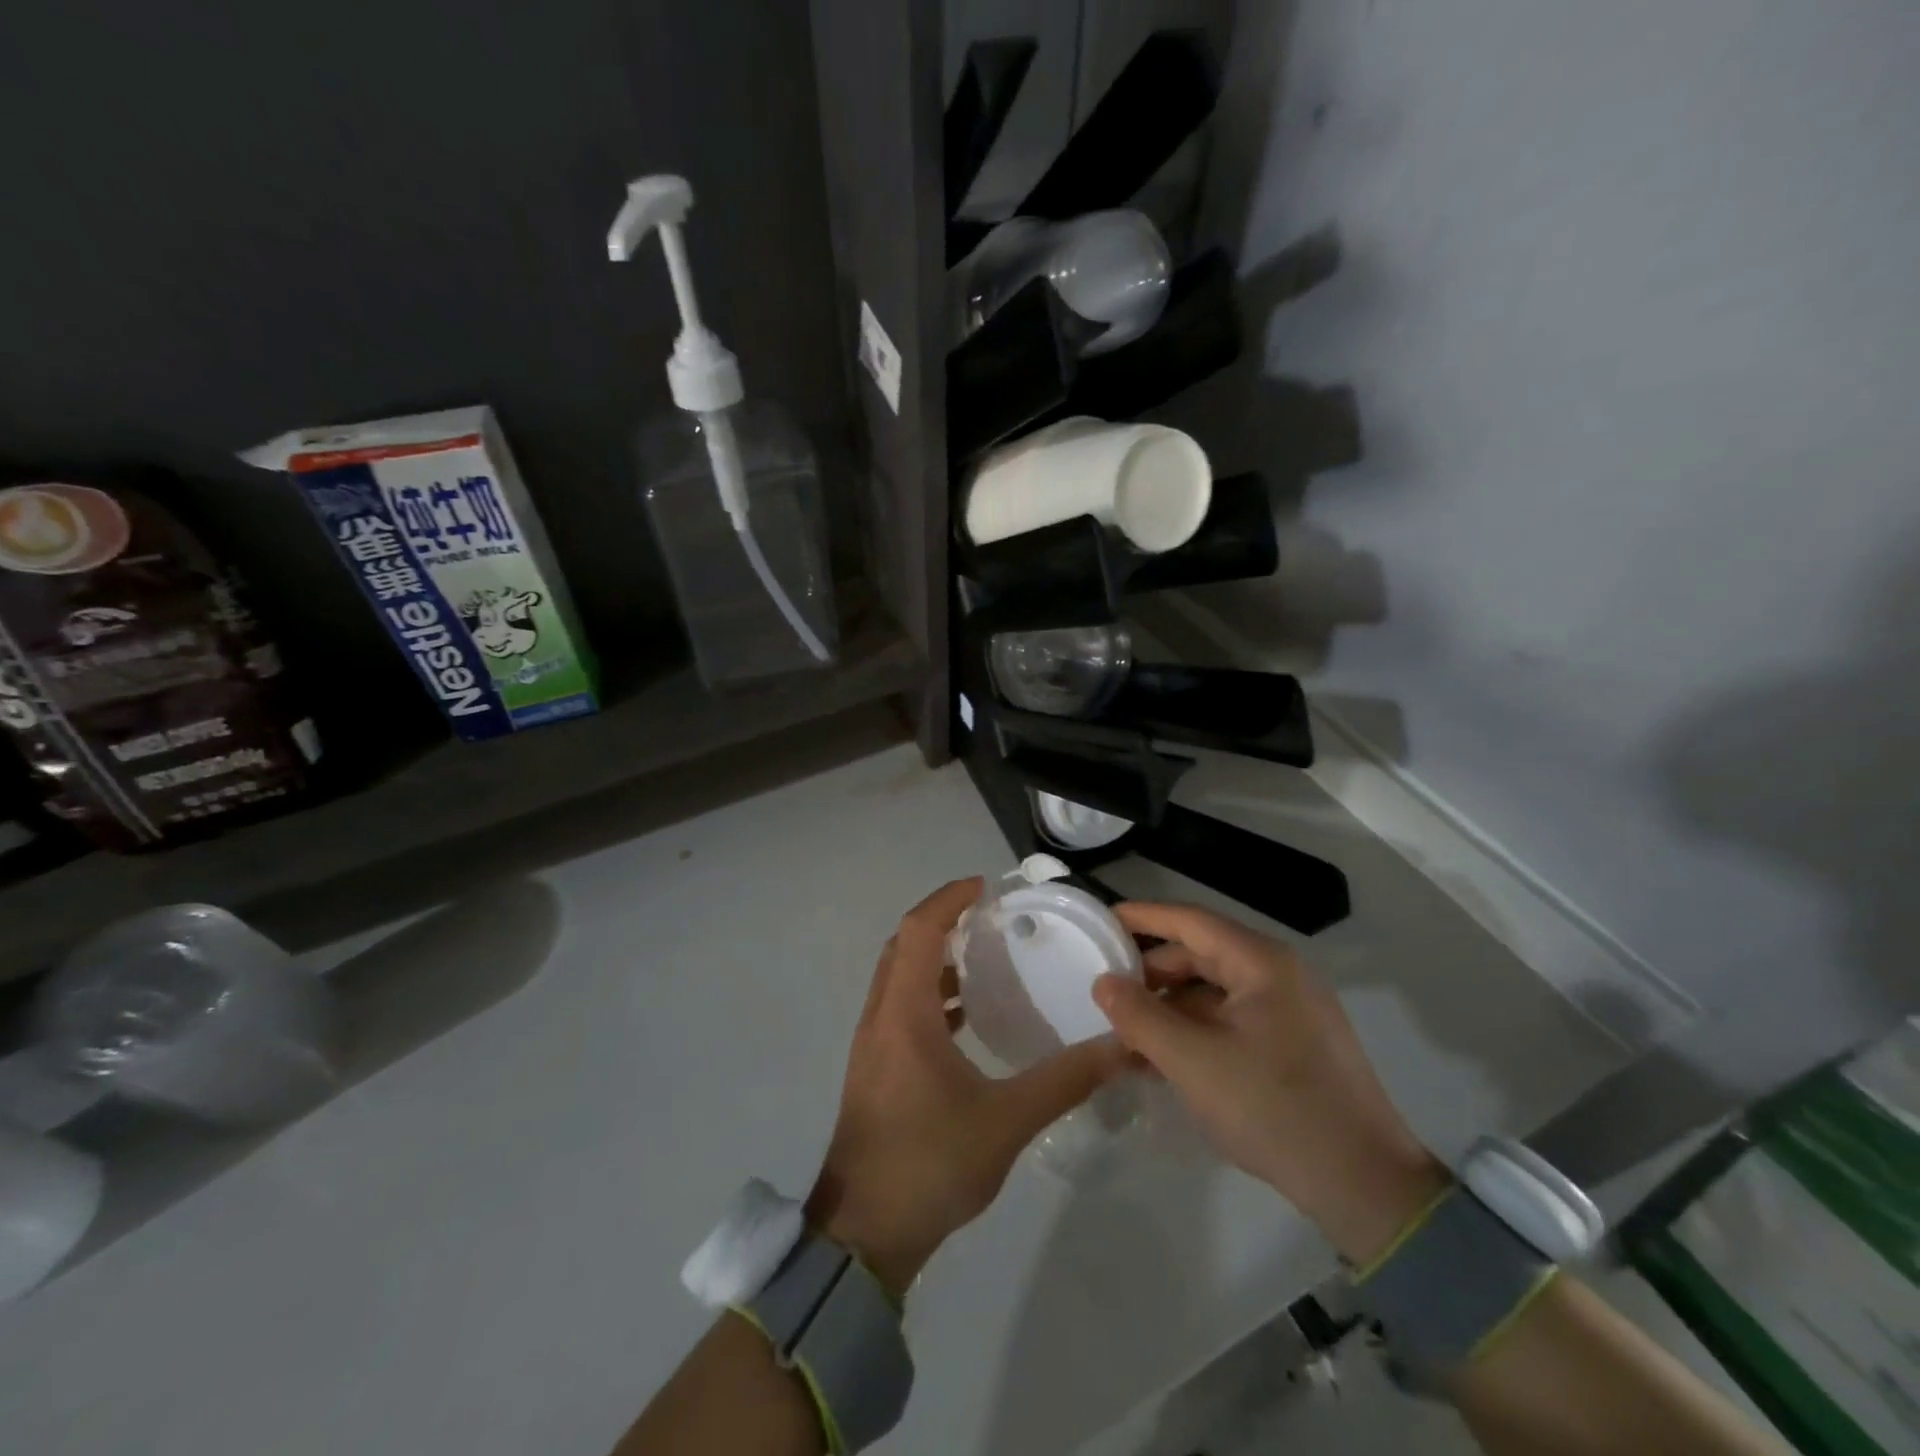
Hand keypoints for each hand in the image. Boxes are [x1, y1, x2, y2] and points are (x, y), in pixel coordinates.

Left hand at [808, 879, 1126, 1295]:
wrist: (864, 1234)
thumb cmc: (929, 1163)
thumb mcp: (1006, 1121)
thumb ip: (1064, 1080)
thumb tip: (1118, 1046)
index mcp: (904, 1013)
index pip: (919, 930)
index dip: (948, 899)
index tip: (984, 886)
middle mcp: (880, 1017)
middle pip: (903, 946)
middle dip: (942, 922)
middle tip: (989, 918)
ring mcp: (872, 1044)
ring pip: (899, 978)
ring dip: (934, 959)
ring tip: (984, 960)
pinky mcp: (875, 1069)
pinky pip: (900, 1008)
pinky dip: (930, 994)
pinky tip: (966, 1018)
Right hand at [1093, 902, 1447, 1264]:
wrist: (1366, 1187)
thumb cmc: (1274, 1109)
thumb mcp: (1192, 1062)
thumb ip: (1140, 1017)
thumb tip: (1103, 982)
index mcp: (1262, 963)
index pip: (1190, 921)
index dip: (1143, 917)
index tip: (1102, 919)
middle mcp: (1279, 974)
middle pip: (1202, 954)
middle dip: (1152, 971)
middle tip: (1108, 989)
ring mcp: (1291, 1010)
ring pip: (1215, 991)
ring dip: (1170, 1006)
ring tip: (1127, 1030)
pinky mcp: (1294, 1043)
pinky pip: (1232, 1019)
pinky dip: (1196, 1029)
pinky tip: (1164, 1056)